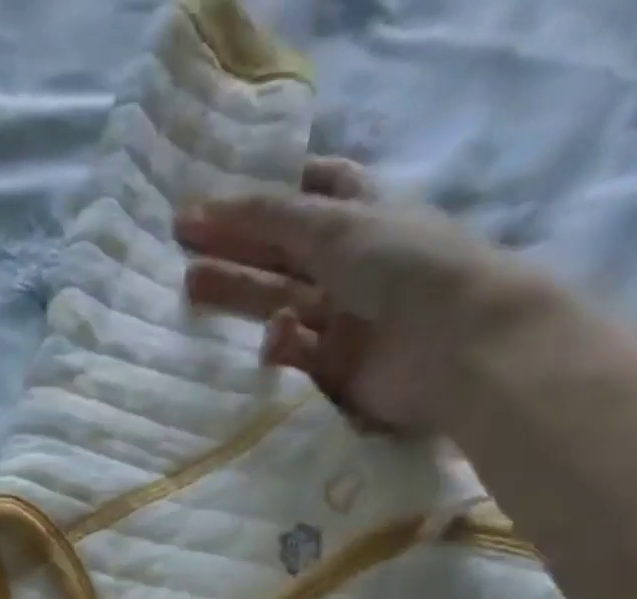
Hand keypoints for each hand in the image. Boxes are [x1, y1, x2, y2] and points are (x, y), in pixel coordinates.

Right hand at [176, 157, 550, 435]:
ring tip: (190, 288)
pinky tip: (274, 338)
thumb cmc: (404, 267)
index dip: (275, 191)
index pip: (319, 192)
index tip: (224, 197)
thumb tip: (203, 207)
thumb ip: (269, 217)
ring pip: (279, 304)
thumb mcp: (336, 225)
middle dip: (235, 248)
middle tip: (182, 249)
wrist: (454, 348)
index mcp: (365, 218)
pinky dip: (279, 346)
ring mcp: (344, 321)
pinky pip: (294, 354)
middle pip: (283, 254)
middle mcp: (353, 267)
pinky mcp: (335, 370)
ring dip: (238, 296)